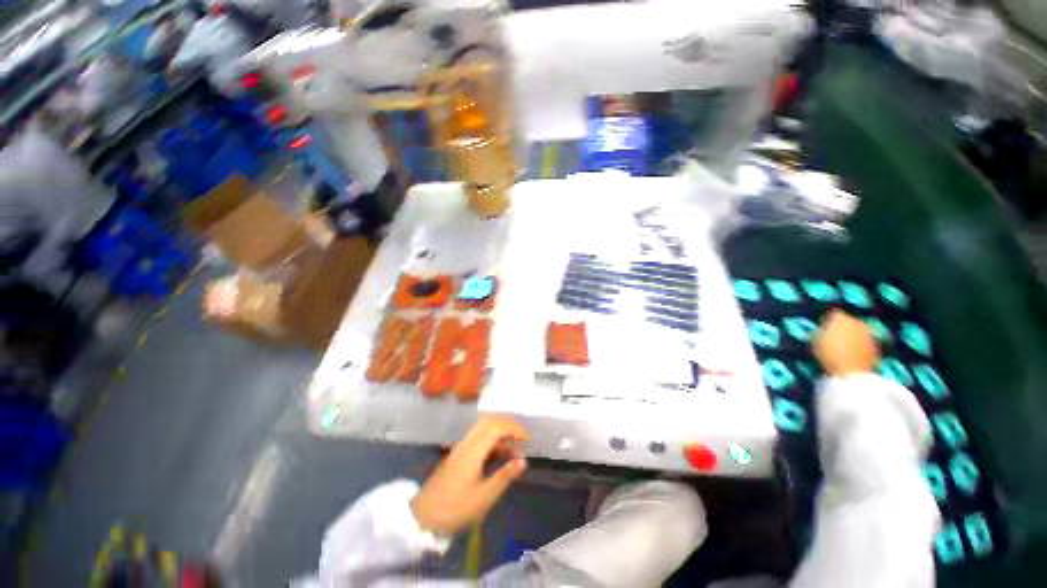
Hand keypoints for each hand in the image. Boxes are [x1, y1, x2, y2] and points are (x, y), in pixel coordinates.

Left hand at [411, 416, 528, 535]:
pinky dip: (492, 441)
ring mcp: (461, 448)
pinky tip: (499, 456)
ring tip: (514, 451)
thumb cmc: (454, 509)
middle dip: (508, 425)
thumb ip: (504, 476)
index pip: (496, 427)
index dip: (514, 428)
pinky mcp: (458, 455)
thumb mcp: (483, 497)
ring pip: (483, 429)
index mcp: (473, 450)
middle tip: (522, 438)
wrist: (421, 518)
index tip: (528, 439)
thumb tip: (523, 460)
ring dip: (500, 433)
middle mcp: (467, 443)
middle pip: (489, 421)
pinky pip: (478, 438)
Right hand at [813, 309, 879, 376]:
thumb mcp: (815, 341)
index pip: (833, 314)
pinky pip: (864, 342)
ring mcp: (869, 334)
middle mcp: (857, 322)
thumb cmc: (829, 354)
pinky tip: (852, 353)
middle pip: (848, 321)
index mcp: (841, 318)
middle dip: (842, 327)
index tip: (822, 327)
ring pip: (858, 331)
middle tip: (833, 336)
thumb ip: (819, 331)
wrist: (852, 373)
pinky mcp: (876, 347)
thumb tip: (822, 329)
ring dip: (852, 336)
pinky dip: (859, 345)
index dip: (827, 320)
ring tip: (842, 346)